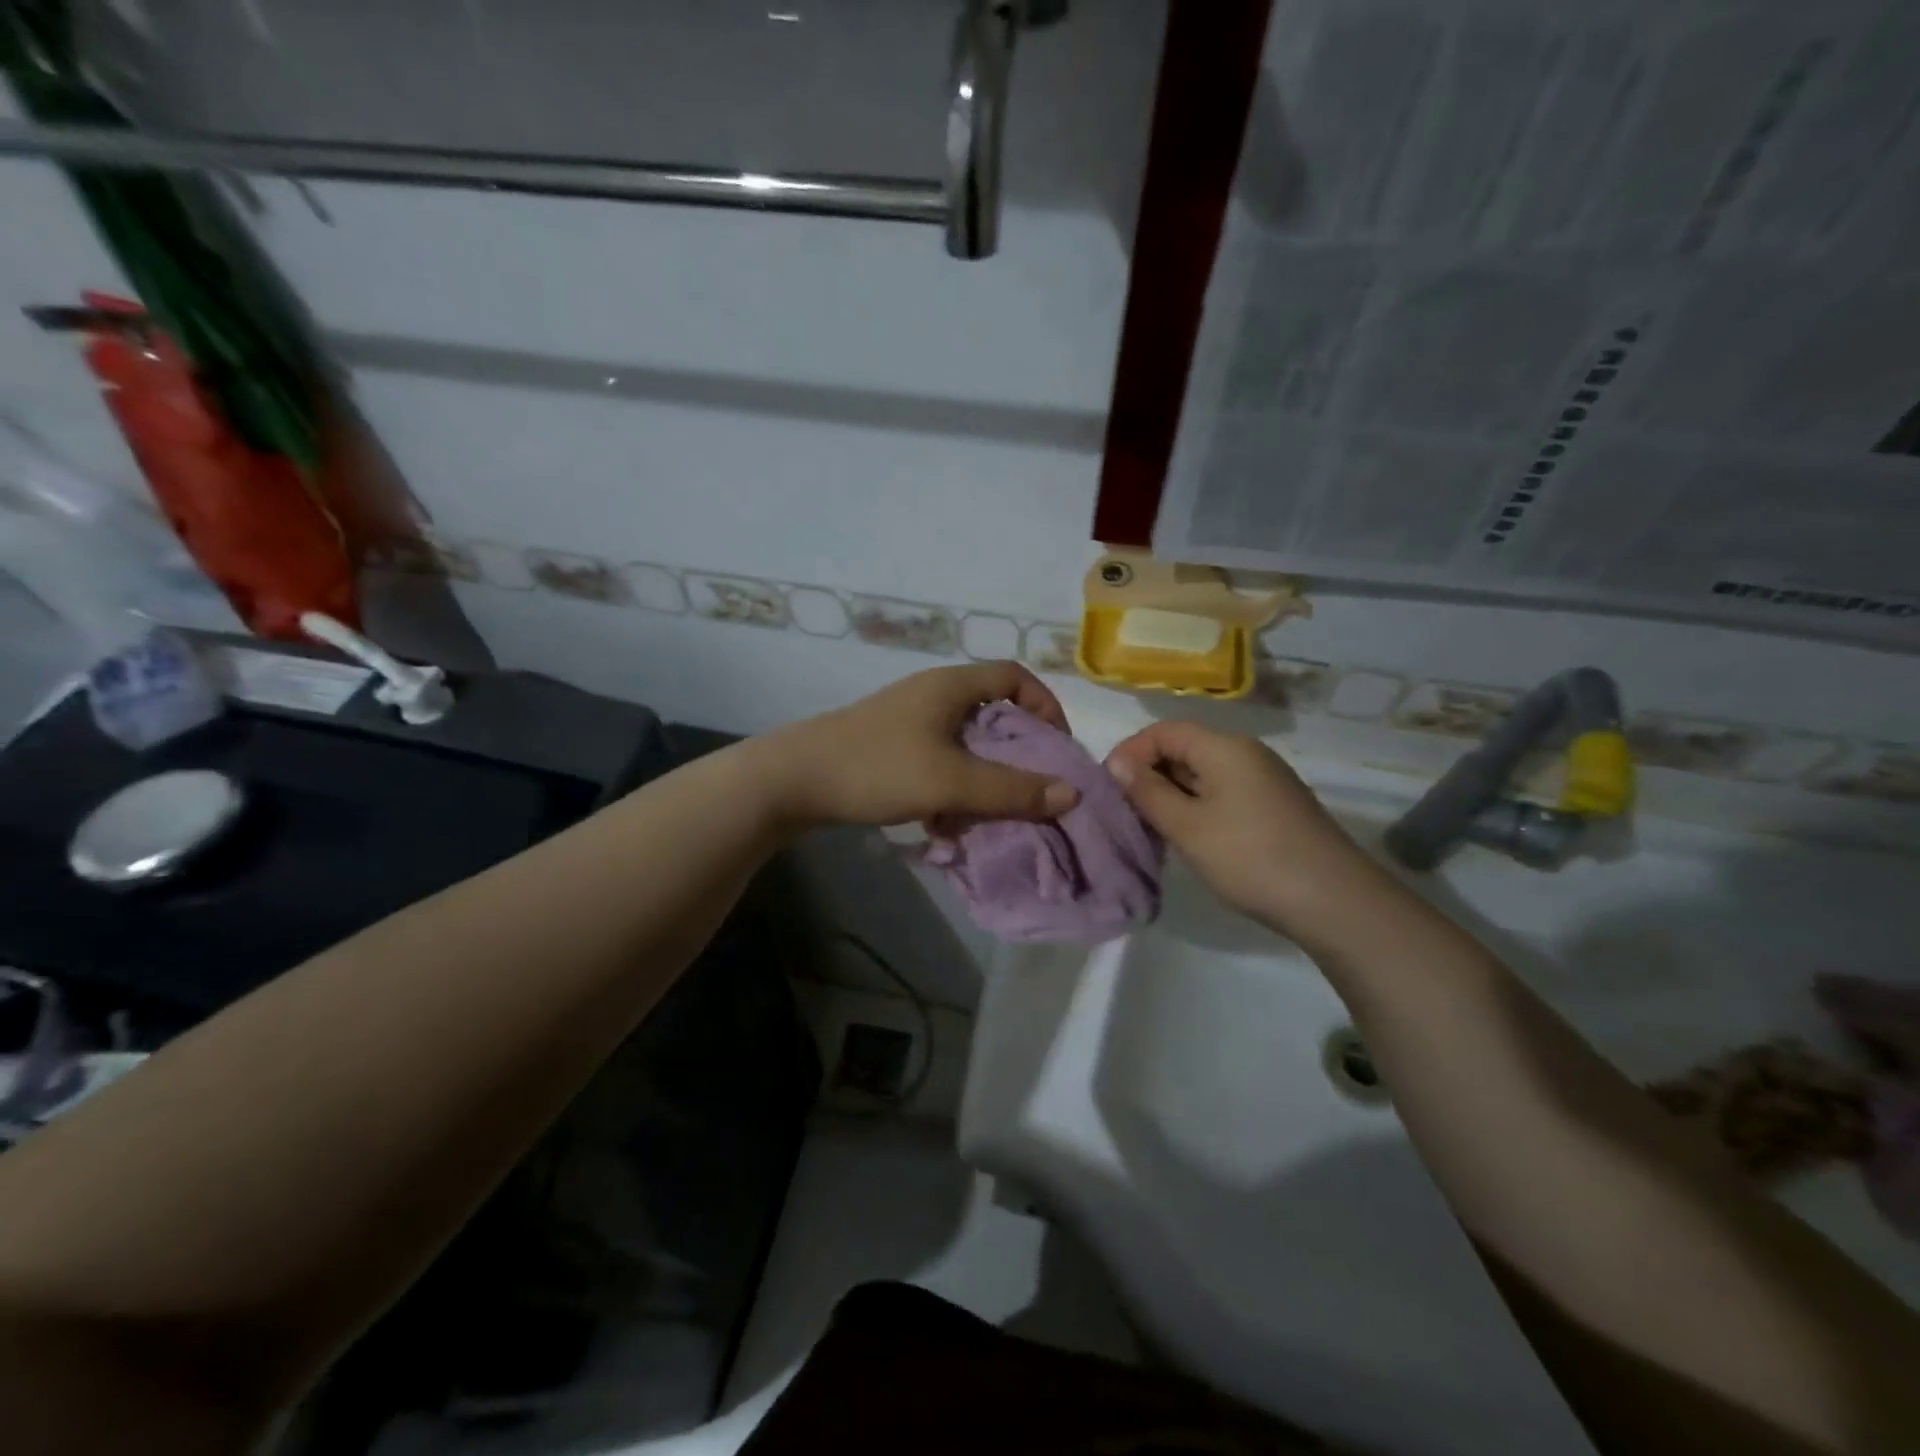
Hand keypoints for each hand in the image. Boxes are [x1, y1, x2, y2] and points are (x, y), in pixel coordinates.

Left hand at [761, 662, 1080, 829]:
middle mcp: (932, 694)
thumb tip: (1071, 794)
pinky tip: (946, 822)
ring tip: (990, 813)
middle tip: (1031, 787)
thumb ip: (1012, 790)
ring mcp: (908, 720)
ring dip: (983, 775)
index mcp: (951, 686)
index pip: (1014, 676)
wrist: (794, 780)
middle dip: (1016, 752)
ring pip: (964, 742)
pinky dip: (952, 785)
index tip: (1056, 747)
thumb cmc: (878, 768)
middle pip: (992, 712)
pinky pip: (938, 760)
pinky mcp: (890, 746)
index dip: (1044, 705)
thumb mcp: (952, 782)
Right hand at [1104, 721, 1381, 930]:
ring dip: (1172, 793)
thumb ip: (1148, 792)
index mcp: (1224, 747)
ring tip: (1151, 827)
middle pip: (1184, 747)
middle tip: (1126, 811)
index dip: (1131, 752)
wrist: (1335, 901)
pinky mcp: (1274, 805)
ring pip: (1203, 772)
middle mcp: (1246, 753)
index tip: (1109, 787)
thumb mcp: (1188, 826)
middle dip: (1150, 774)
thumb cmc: (1251, 858)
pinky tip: (1189, 837)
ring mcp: (1265, 779)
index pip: (1164, 730)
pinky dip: (1197, 806)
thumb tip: (1117, 763)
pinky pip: (1224, 791)